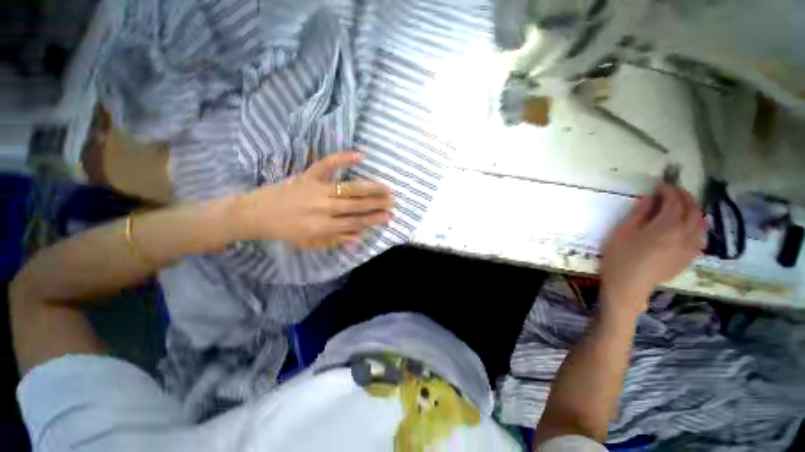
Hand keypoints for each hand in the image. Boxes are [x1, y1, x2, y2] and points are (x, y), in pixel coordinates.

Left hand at [234, 152, 393, 247]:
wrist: (254, 214)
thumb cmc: (284, 231)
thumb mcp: (310, 242)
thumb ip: (336, 240)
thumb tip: (360, 238)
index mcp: (323, 227)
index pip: (355, 223)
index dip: (373, 220)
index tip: (389, 217)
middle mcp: (323, 208)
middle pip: (356, 206)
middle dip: (377, 204)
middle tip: (393, 202)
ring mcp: (316, 190)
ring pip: (348, 189)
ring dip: (370, 188)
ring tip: (386, 188)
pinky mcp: (307, 176)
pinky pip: (327, 165)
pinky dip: (343, 158)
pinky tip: (361, 155)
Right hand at [599, 185, 704, 316]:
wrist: (629, 286)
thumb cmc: (620, 257)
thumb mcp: (623, 232)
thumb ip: (639, 213)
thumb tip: (649, 198)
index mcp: (666, 226)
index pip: (673, 201)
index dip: (667, 190)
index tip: (657, 185)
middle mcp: (684, 234)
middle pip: (692, 209)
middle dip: (684, 196)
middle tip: (673, 190)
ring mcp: (690, 247)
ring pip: (701, 222)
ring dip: (694, 209)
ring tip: (683, 205)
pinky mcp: (689, 257)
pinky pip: (700, 236)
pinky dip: (697, 225)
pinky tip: (688, 226)